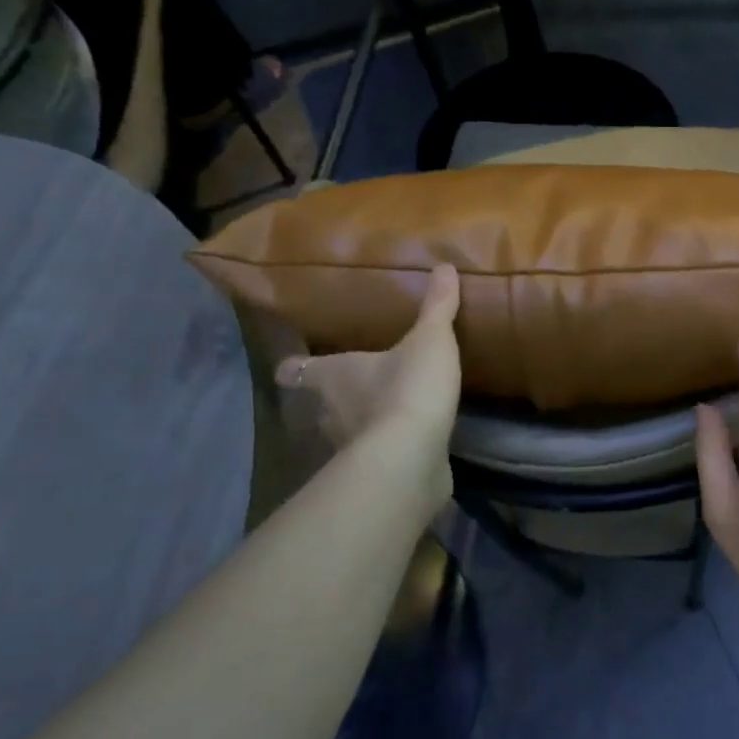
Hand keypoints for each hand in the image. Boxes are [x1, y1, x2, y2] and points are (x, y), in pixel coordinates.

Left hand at [275, 264, 461, 464]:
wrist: (411, 456)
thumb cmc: (407, 387)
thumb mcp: (429, 340)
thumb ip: (437, 307)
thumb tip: (444, 266)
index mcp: (331, 375)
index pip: (295, 369)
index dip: (295, 365)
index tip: (295, 363)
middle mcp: (329, 410)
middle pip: (319, 401)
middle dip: (335, 393)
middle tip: (357, 382)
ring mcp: (348, 446)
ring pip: (345, 430)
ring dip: (362, 422)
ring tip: (388, 410)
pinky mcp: (375, 472)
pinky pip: (377, 454)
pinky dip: (388, 447)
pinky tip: (410, 440)